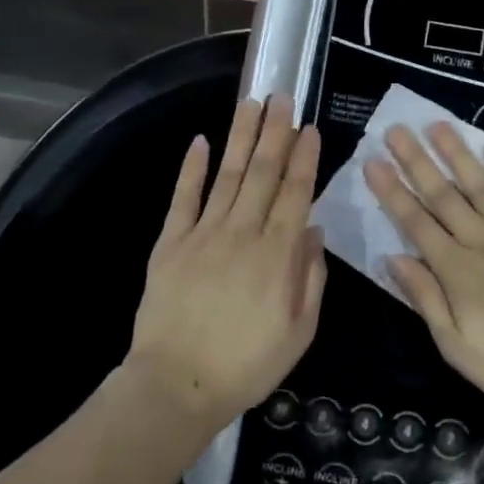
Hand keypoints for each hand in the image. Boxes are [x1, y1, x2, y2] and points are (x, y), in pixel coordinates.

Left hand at [128, 96, 324, 423]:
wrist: (177, 386)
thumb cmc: (247, 364)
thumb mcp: (299, 332)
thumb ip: (310, 278)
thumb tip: (313, 231)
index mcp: (277, 254)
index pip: (296, 193)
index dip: (304, 158)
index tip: (310, 128)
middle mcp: (243, 233)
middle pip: (263, 172)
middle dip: (275, 132)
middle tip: (282, 97)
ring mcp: (203, 234)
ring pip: (227, 175)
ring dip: (241, 136)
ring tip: (252, 102)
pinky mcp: (171, 242)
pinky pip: (183, 197)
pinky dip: (192, 168)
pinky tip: (201, 140)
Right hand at [365, 123, 483, 412]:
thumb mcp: (456, 346)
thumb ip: (425, 298)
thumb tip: (394, 258)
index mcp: (456, 269)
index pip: (415, 222)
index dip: (392, 191)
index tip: (373, 161)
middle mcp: (482, 241)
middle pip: (443, 195)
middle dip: (416, 161)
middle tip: (396, 129)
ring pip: (481, 185)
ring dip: (458, 154)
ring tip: (439, 125)